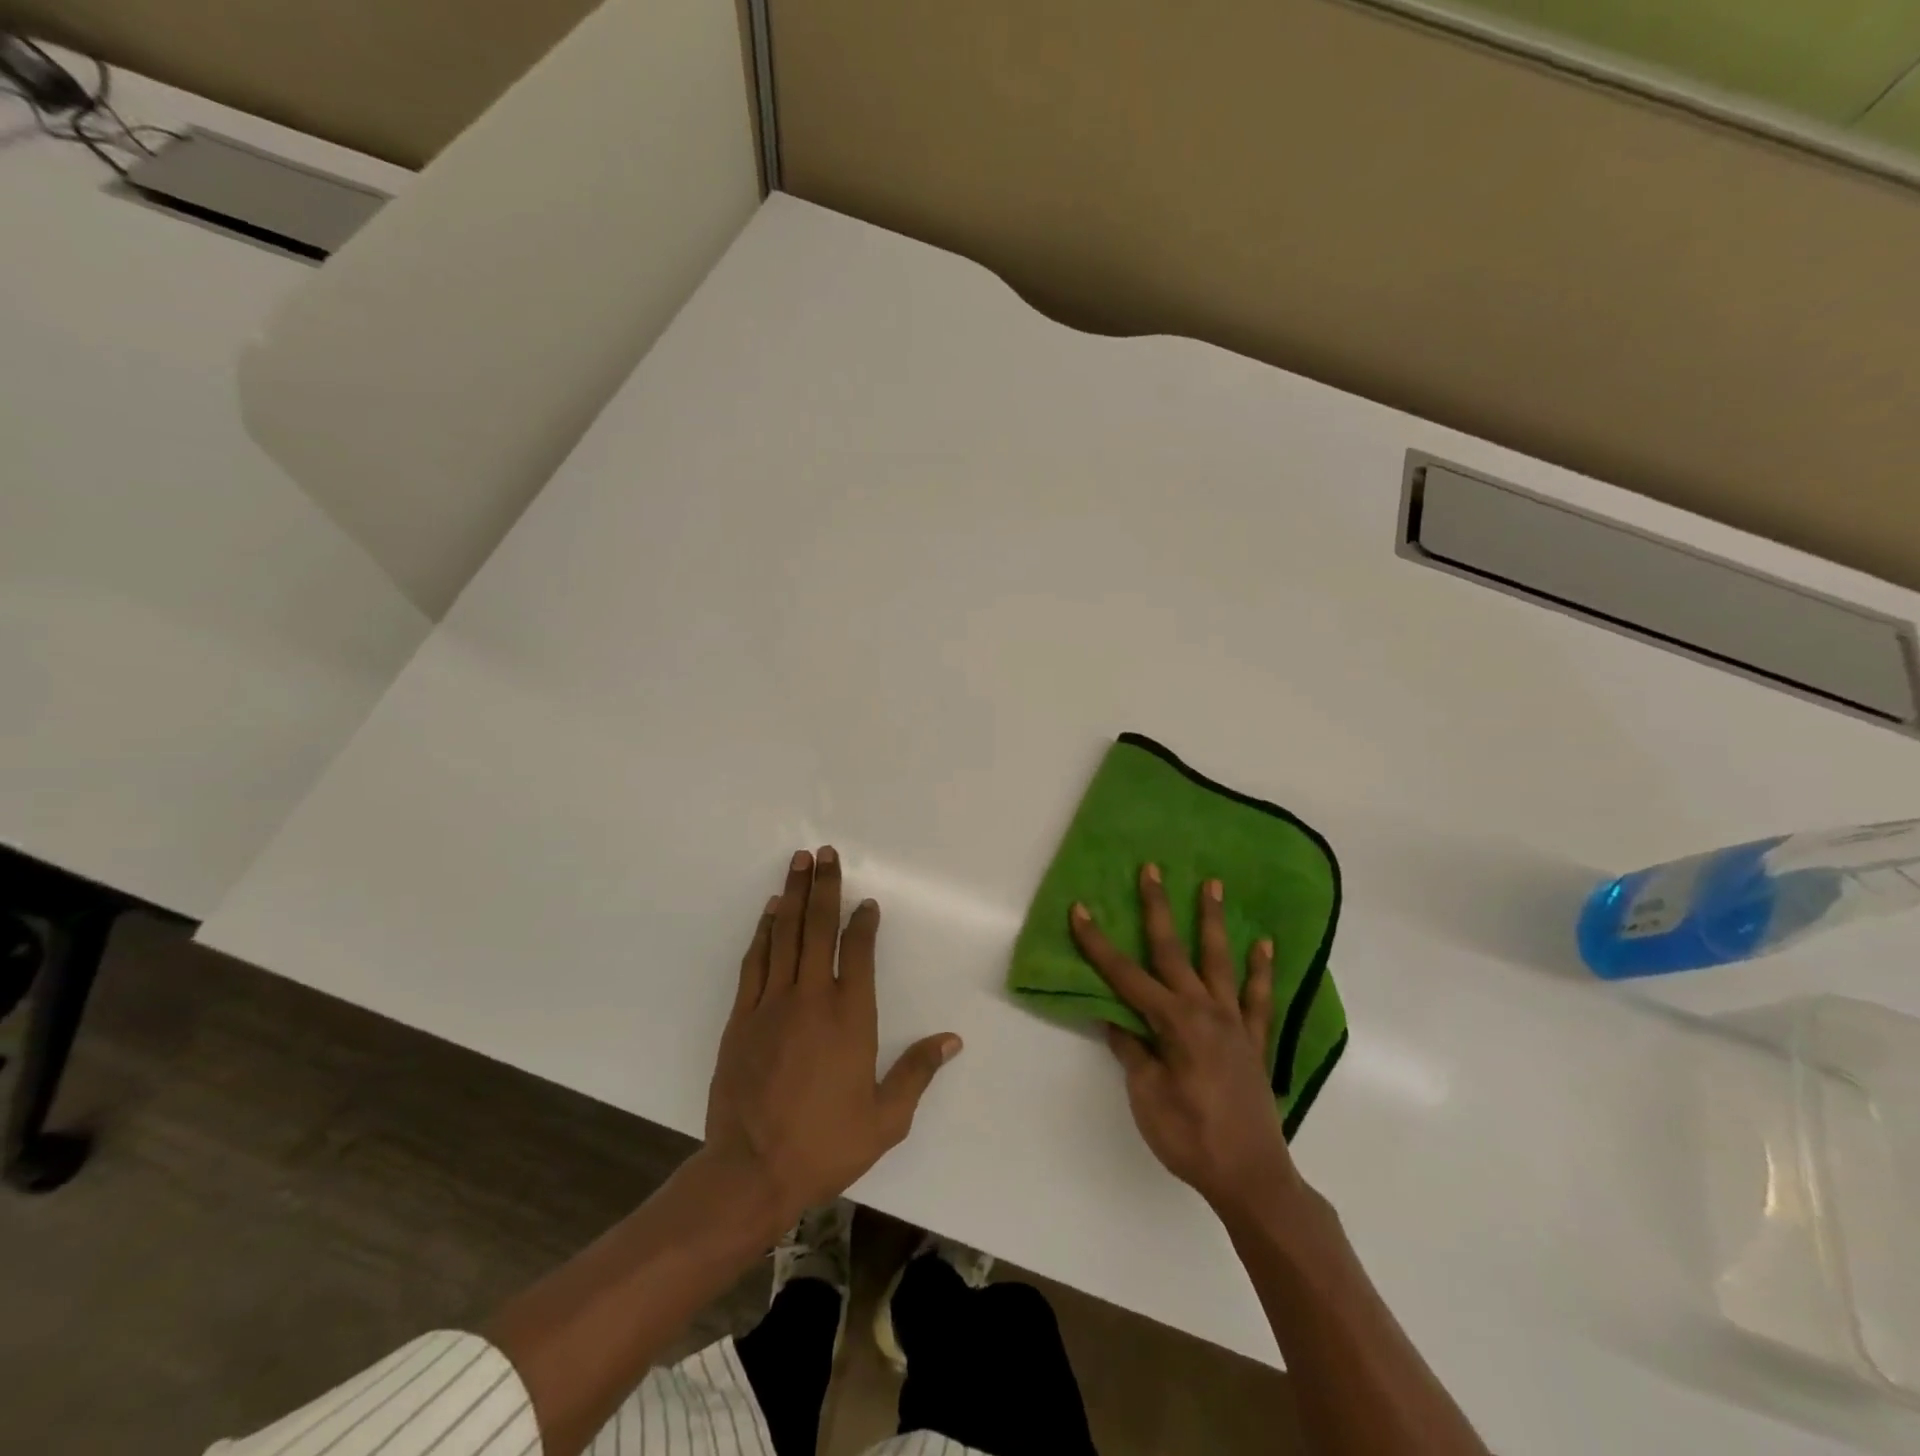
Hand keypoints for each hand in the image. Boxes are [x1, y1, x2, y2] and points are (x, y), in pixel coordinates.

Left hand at [704, 847, 961, 1223]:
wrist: (751, 1171)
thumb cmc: (825, 1145)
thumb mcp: (886, 1119)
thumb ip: (917, 1073)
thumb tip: (952, 1040)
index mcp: (851, 1017)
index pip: (857, 951)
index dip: (863, 922)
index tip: (866, 903)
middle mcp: (812, 998)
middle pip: (818, 929)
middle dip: (824, 887)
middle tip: (824, 852)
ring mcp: (771, 1004)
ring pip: (785, 935)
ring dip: (793, 896)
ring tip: (798, 862)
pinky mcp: (741, 1017)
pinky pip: (755, 962)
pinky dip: (764, 932)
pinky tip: (770, 912)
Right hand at [1070, 866, 1302, 1214]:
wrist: (1252, 1178)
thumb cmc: (1190, 1138)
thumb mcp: (1147, 1096)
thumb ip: (1132, 1051)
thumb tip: (1114, 1018)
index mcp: (1173, 1022)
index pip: (1125, 976)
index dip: (1097, 943)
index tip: (1079, 910)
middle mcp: (1204, 1010)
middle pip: (1173, 951)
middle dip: (1157, 908)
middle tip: (1151, 870)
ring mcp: (1234, 1022)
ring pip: (1220, 960)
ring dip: (1213, 921)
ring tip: (1213, 885)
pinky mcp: (1255, 1040)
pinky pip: (1259, 997)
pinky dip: (1261, 970)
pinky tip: (1264, 944)